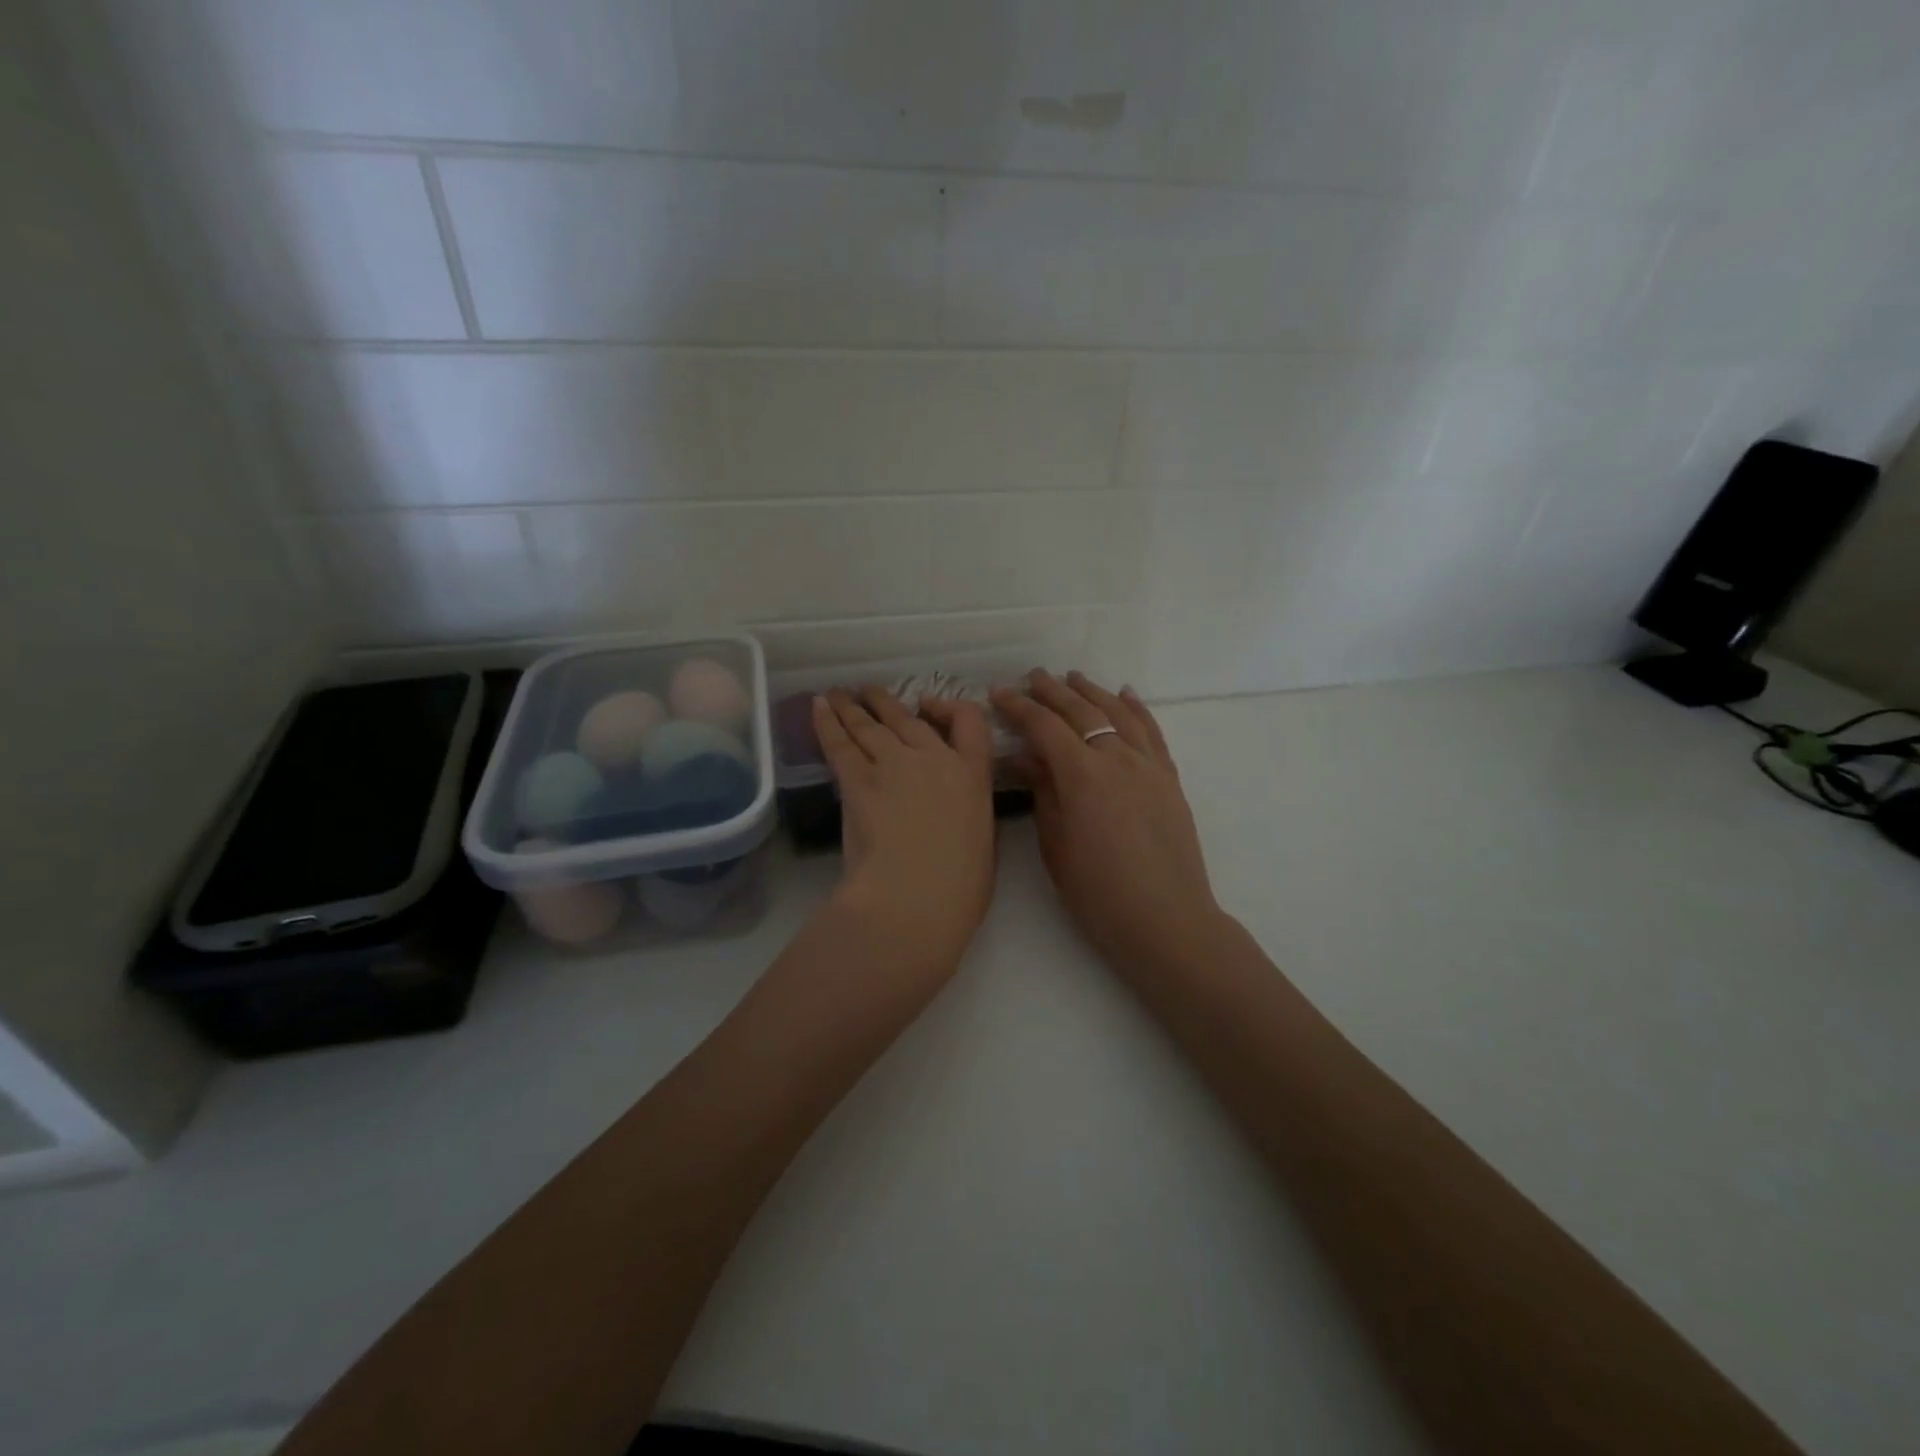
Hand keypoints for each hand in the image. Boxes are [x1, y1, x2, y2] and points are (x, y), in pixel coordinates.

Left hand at [812, 687, 996, 976]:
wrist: (914, 896)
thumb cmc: (960, 887)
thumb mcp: (984, 843)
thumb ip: (970, 815)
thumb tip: (957, 813)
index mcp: (972, 774)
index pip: (969, 720)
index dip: (949, 707)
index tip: (931, 707)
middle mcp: (933, 757)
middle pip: (908, 718)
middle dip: (887, 703)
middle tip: (870, 694)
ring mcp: (893, 764)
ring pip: (871, 724)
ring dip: (854, 707)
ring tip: (841, 695)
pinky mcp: (857, 780)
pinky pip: (840, 742)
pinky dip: (828, 722)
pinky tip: (819, 707)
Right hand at [991, 671, 1223, 976]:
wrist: (1165, 919)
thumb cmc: (1097, 892)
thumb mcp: (1055, 844)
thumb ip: (1043, 792)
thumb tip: (1025, 756)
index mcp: (1082, 775)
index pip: (1044, 727)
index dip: (1019, 707)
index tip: (998, 694)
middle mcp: (1117, 758)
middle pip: (1081, 711)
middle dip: (1053, 691)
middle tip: (1031, 677)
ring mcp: (1148, 765)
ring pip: (1118, 713)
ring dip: (1093, 692)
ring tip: (1073, 678)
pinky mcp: (1169, 778)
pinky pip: (1151, 731)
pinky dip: (1136, 708)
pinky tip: (1125, 695)